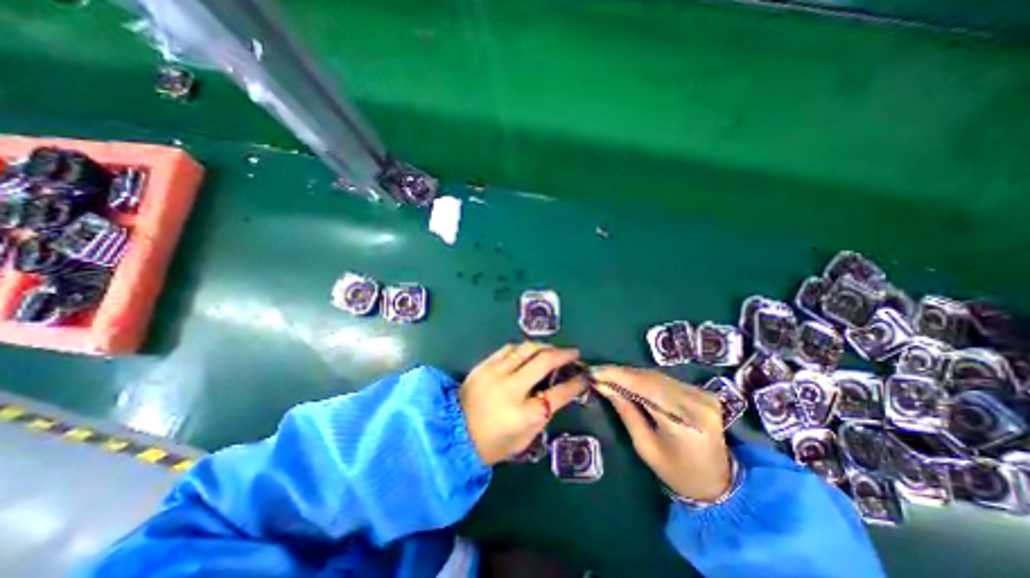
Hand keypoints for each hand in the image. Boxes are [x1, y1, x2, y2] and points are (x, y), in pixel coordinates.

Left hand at [463, 344, 591, 464]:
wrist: (453, 434)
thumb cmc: (492, 443)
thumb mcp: (525, 438)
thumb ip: (543, 414)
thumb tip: (557, 391)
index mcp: (525, 414)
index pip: (560, 393)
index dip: (577, 383)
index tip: (584, 376)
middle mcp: (512, 389)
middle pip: (545, 361)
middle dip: (564, 354)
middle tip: (573, 353)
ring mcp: (496, 373)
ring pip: (527, 349)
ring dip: (545, 346)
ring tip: (553, 349)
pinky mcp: (484, 365)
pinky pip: (509, 348)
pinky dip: (523, 348)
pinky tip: (529, 351)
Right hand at [597, 368, 730, 503]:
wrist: (719, 483)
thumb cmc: (677, 473)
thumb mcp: (646, 447)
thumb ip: (626, 412)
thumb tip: (603, 386)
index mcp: (684, 423)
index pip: (645, 389)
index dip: (617, 376)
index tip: (594, 372)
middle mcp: (697, 403)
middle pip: (650, 378)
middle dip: (621, 372)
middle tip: (597, 372)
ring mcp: (702, 395)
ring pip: (657, 375)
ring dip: (630, 374)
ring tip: (609, 375)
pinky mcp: (702, 391)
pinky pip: (665, 379)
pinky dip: (644, 378)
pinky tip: (629, 379)